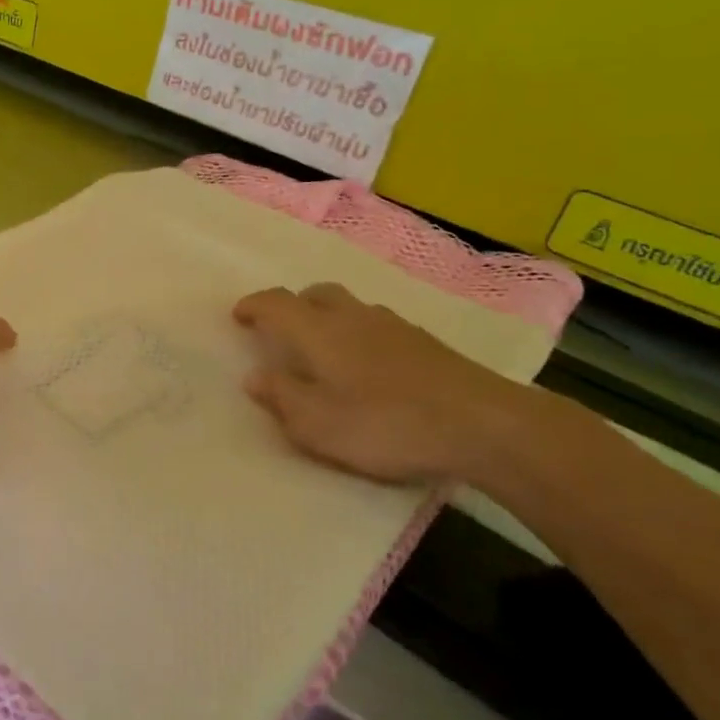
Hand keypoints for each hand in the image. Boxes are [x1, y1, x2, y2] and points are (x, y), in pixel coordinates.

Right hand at [234, 282, 526, 485]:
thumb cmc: (385, 424)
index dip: (253, 305)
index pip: (276, 303)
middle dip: (293, 306)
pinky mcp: (425, 342)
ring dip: (328, 317)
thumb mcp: (318, 425)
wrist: (480, 424)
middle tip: (282, 330)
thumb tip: (254, 376)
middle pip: (315, 294)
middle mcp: (352, 317)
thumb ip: (282, 398)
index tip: (238, 315)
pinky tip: (370, 365)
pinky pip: (377, 325)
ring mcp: (393, 326)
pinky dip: (360, 334)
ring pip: (350, 307)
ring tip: (326, 350)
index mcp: (319, 332)